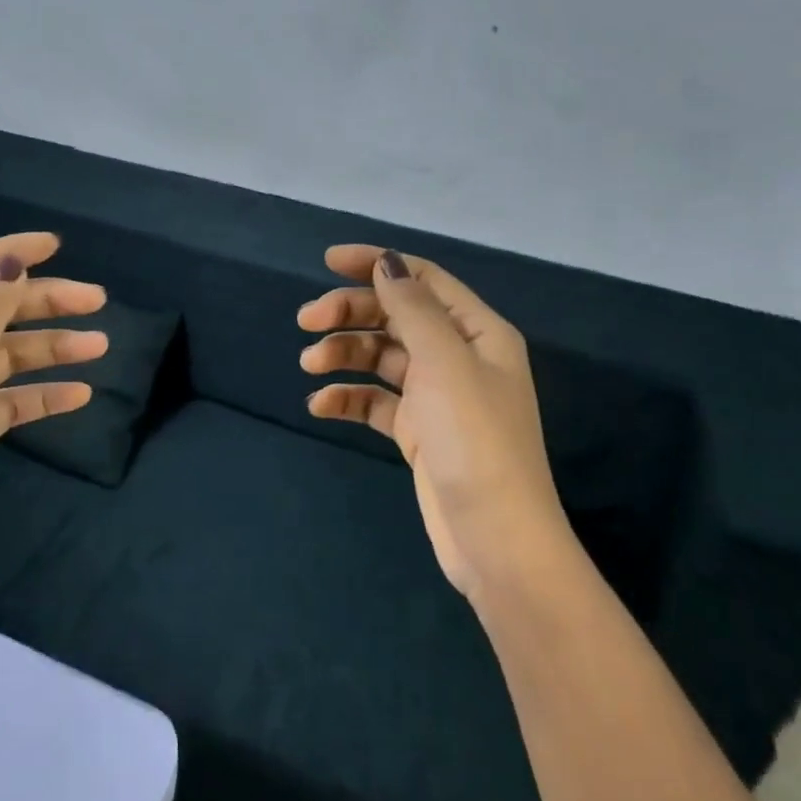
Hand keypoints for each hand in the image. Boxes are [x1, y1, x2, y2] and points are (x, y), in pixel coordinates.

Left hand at [0, 232, 106, 667]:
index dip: (5, 254)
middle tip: (98, 301)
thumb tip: (10, 262)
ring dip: (50, 350)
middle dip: (41, 303)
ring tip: (101, 347)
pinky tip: (78, 397)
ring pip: (4, 359)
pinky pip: (7, 403)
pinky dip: (40, 396)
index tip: (56, 246)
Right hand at [299, 247, 573, 605]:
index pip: (422, 279)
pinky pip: (377, 401)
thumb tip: (386, 263)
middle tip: (305, 321)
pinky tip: (321, 405)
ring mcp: (437, 396)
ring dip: (344, 354)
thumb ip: (412, 309)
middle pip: (396, 316)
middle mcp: (459, 356)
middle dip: (350, 313)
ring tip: (309, 365)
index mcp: (477, 331)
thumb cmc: (474, 440)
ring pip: (382, 358)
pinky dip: (349, 398)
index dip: (376, 263)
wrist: (495, 538)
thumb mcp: (444, 362)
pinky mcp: (419, 432)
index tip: (327, 261)